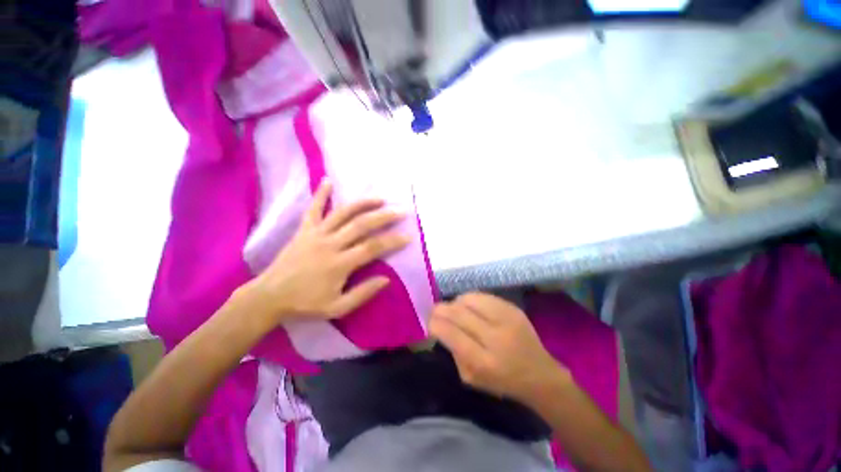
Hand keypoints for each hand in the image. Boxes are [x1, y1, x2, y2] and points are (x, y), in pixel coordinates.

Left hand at [244, 178, 409, 323]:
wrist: (269, 296)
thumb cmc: (305, 303)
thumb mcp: (337, 308)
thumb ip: (363, 293)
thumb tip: (386, 279)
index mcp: (340, 264)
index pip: (373, 248)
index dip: (392, 241)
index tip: (408, 237)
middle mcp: (330, 244)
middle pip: (362, 225)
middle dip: (384, 217)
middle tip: (401, 211)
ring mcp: (316, 234)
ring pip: (343, 213)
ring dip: (363, 204)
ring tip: (380, 198)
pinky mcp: (304, 230)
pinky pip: (313, 209)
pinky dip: (321, 194)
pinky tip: (328, 180)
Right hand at [430, 293, 569, 401]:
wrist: (539, 374)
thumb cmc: (502, 381)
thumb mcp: (471, 378)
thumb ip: (454, 352)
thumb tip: (441, 327)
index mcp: (484, 362)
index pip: (451, 334)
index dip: (436, 324)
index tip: (429, 321)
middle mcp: (495, 337)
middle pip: (459, 313)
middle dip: (441, 309)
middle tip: (435, 310)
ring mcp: (506, 319)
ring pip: (469, 299)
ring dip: (456, 302)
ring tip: (453, 308)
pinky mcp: (513, 308)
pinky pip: (483, 295)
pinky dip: (470, 299)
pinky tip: (469, 306)